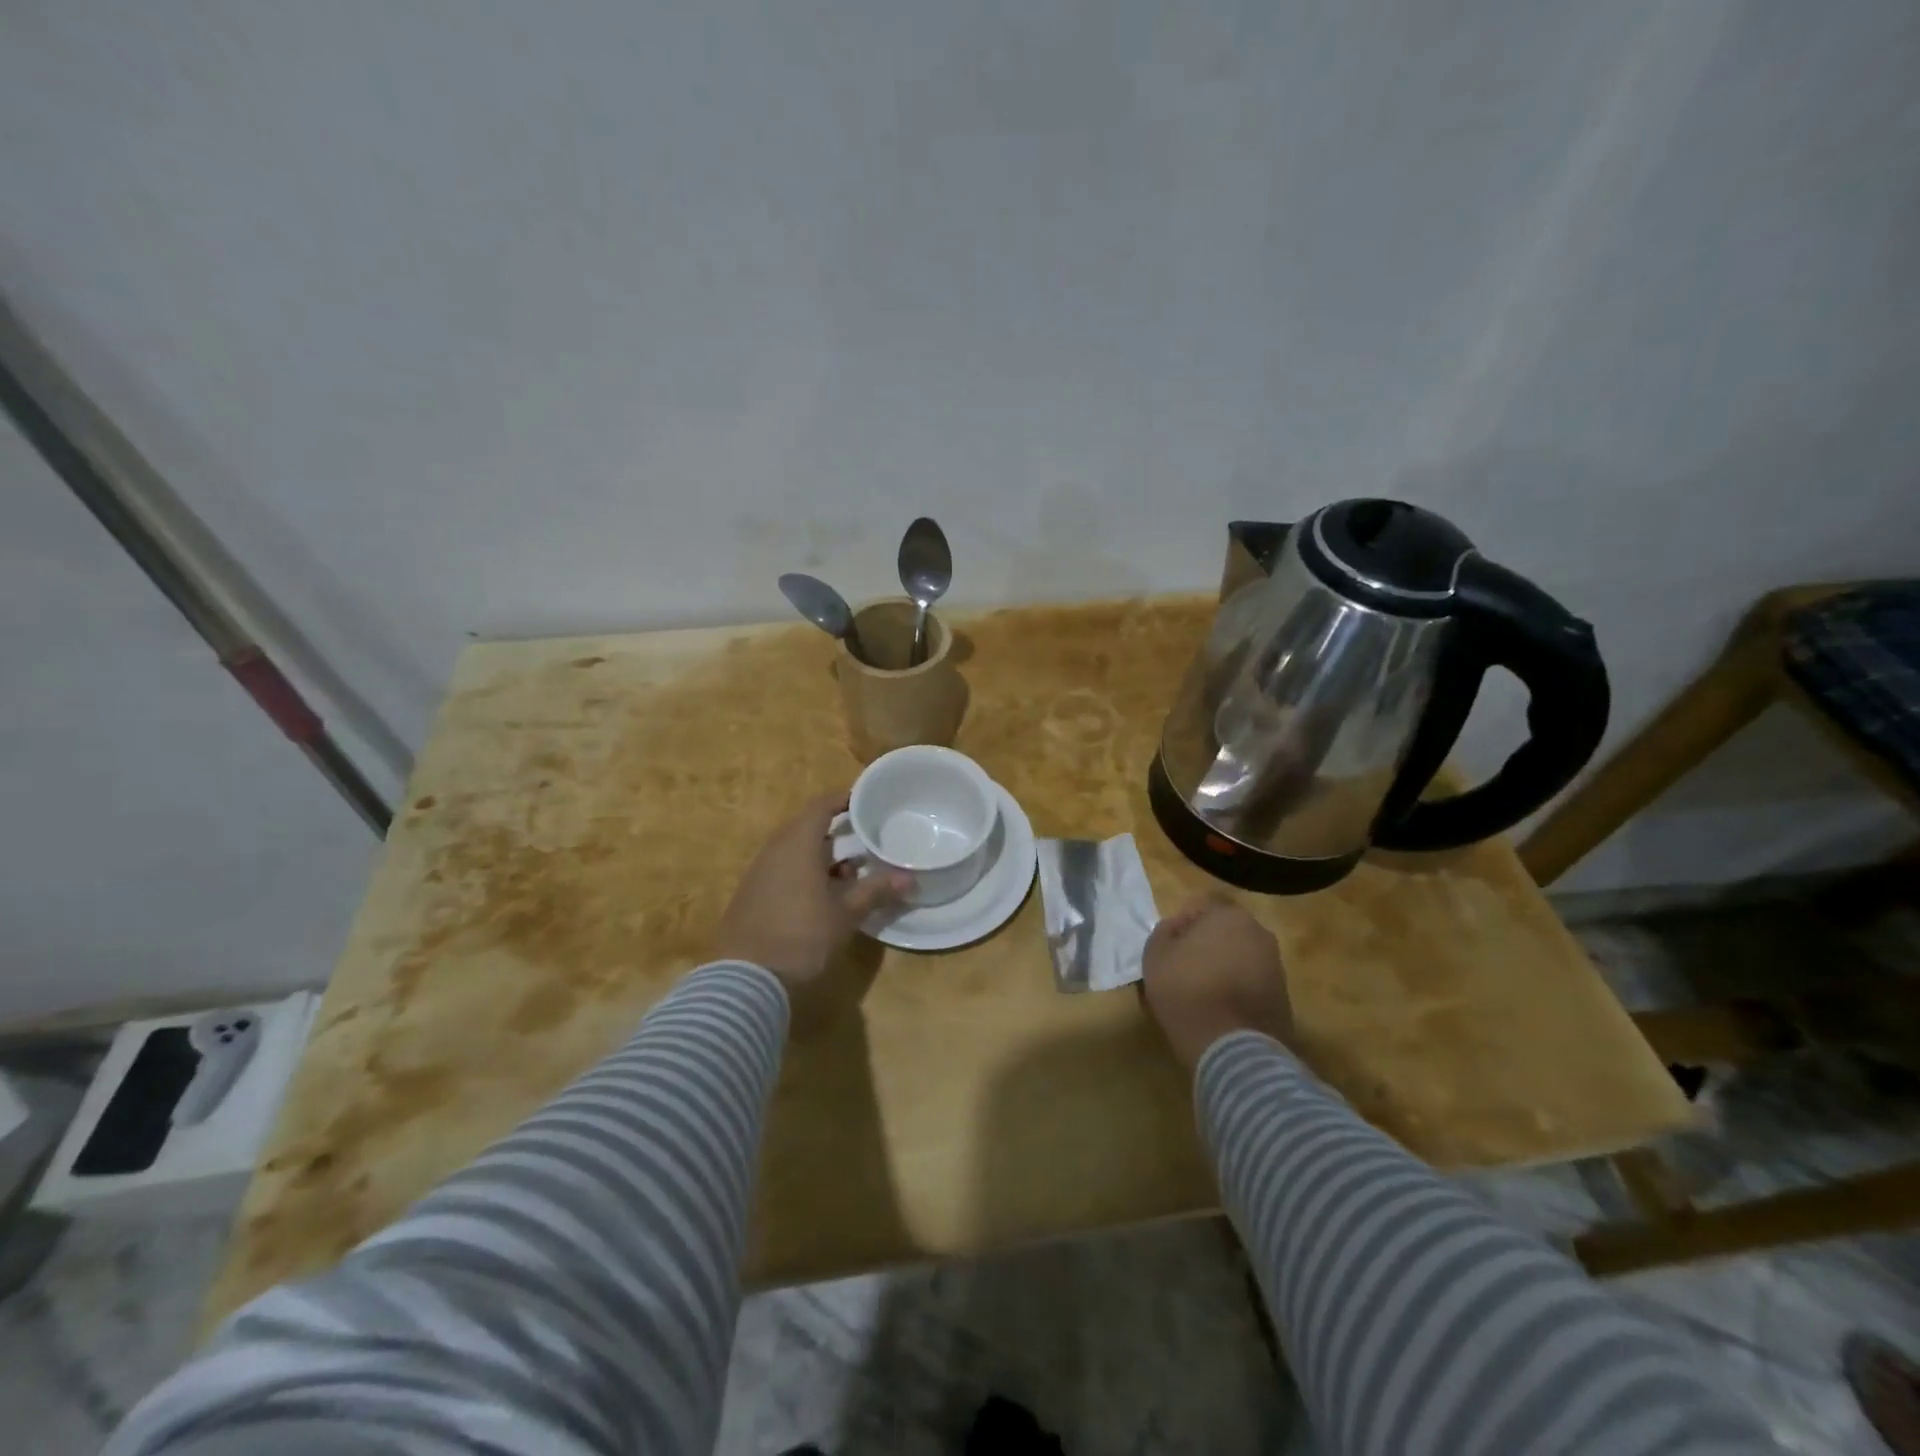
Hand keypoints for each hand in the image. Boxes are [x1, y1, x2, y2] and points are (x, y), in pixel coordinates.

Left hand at [712, 792, 909, 1001]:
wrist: (746, 980)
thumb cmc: (802, 936)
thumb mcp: (846, 914)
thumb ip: (876, 891)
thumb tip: (909, 877)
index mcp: (796, 845)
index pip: (820, 807)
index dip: (841, 799)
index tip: (863, 799)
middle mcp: (773, 852)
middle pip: (805, 828)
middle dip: (834, 832)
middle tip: (863, 838)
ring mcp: (758, 875)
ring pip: (793, 852)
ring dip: (820, 857)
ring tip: (849, 873)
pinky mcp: (750, 897)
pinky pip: (782, 872)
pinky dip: (804, 874)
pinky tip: (821, 897)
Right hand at [1140, 896, 1292, 1074]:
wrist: (1234, 1047)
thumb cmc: (1187, 991)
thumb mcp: (1156, 955)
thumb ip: (1164, 931)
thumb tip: (1177, 927)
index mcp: (1229, 915)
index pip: (1200, 908)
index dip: (1181, 927)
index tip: (1169, 949)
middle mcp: (1259, 933)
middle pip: (1224, 932)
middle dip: (1205, 945)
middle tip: (1183, 968)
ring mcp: (1276, 966)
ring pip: (1240, 957)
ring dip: (1222, 967)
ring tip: (1201, 993)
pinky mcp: (1284, 997)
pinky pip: (1251, 983)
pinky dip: (1237, 989)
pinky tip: (1219, 1010)